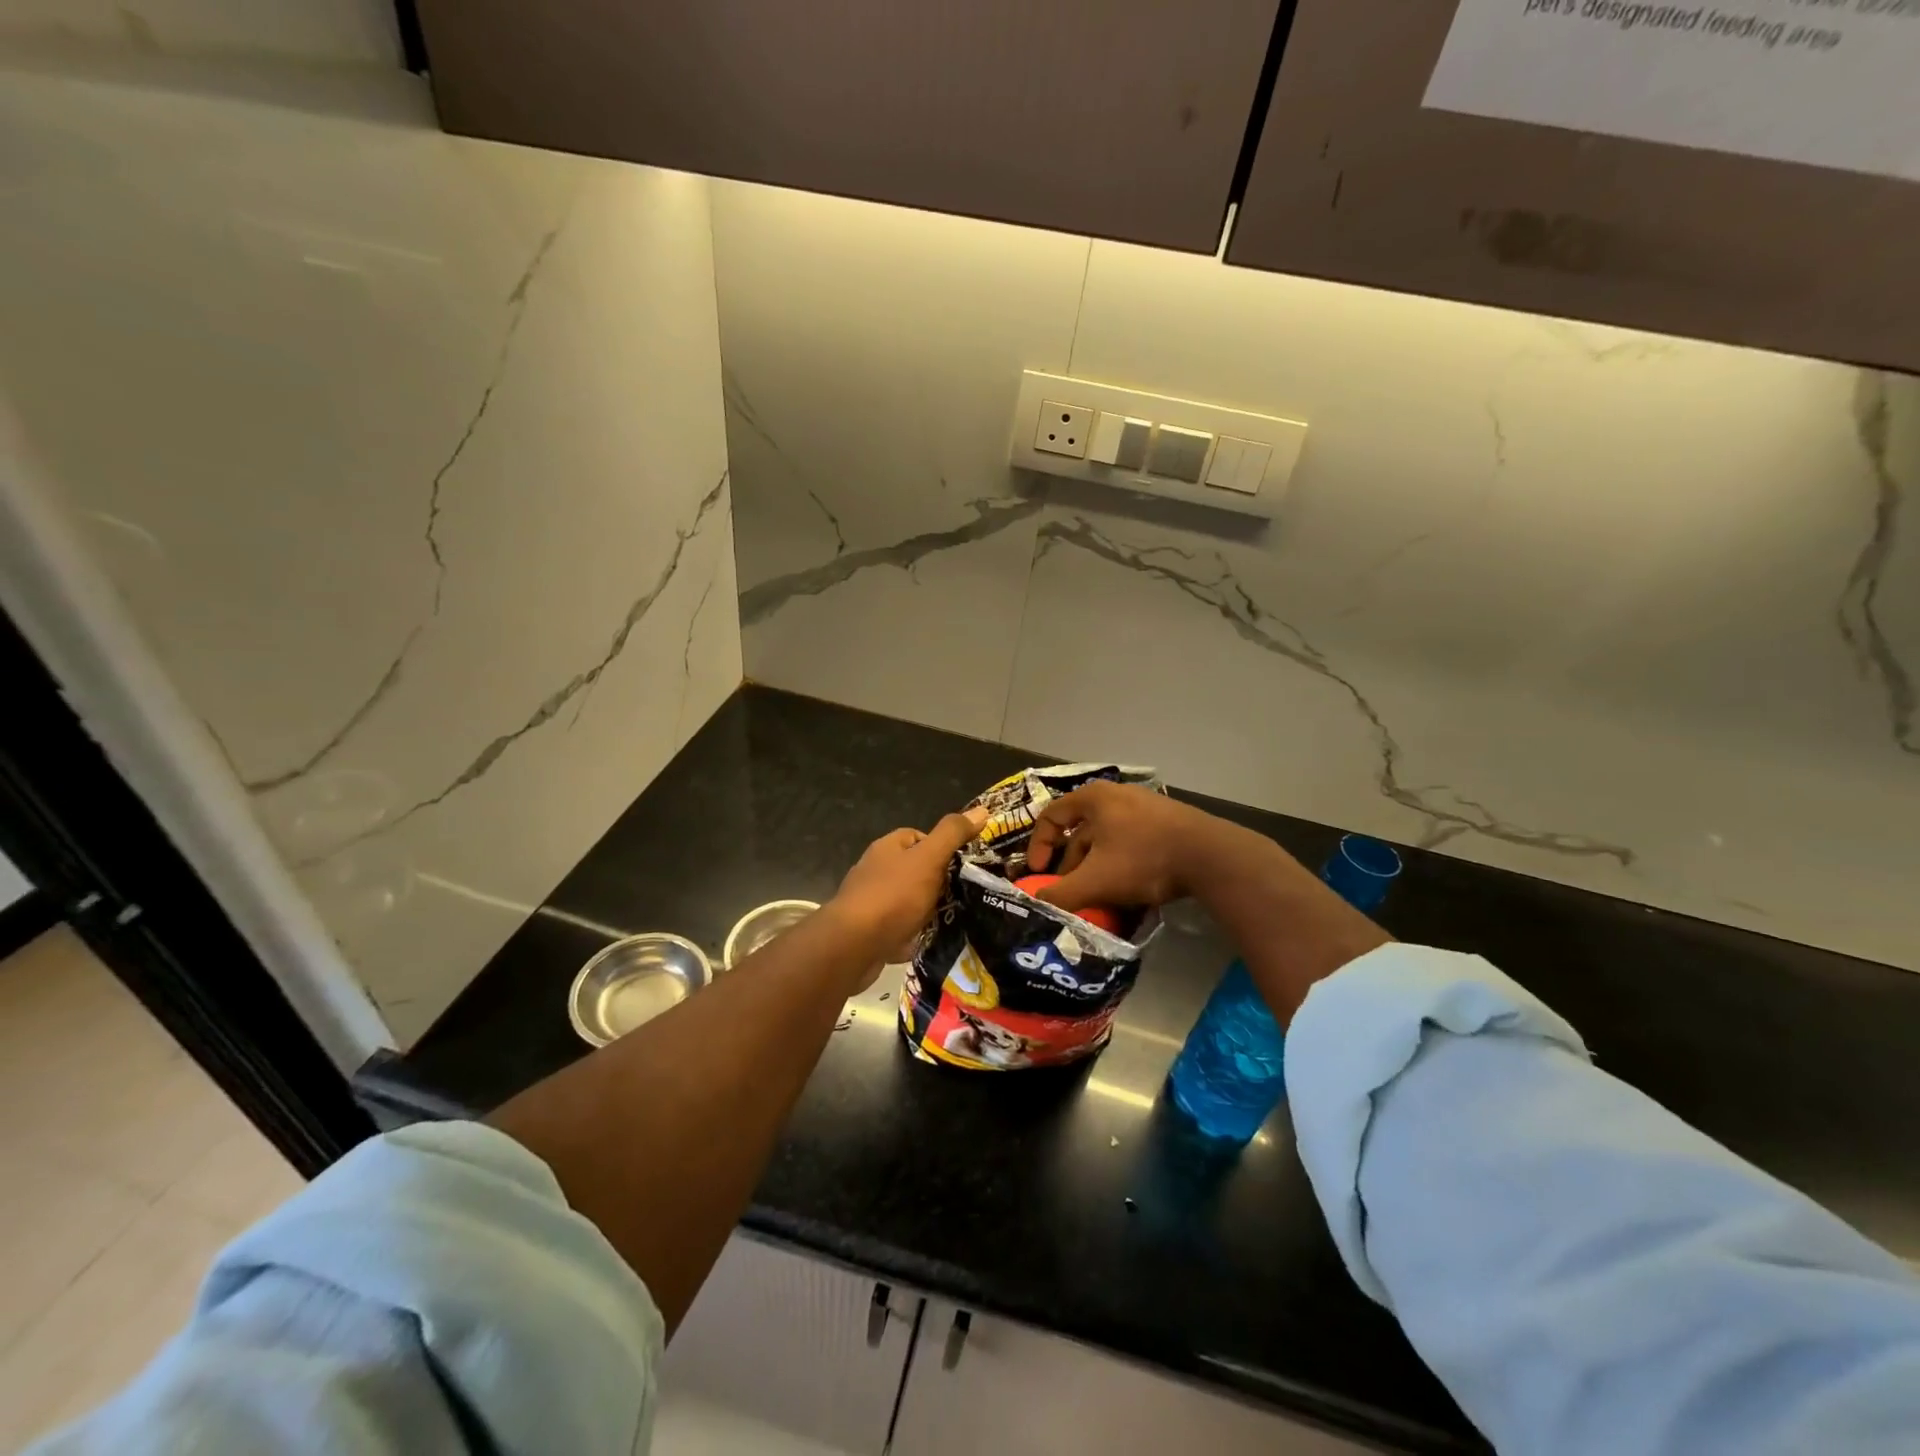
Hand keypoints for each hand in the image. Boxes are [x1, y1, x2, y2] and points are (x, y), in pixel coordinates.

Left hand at [826, 807, 987, 987]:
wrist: (854, 946)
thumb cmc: (893, 896)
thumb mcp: (929, 858)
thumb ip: (952, 834)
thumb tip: (982, 810)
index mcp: (887, 848)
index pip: (918, 836)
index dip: (942, 847)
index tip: (963, 865)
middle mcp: (875, 871)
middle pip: (915, 870)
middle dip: (938, 882)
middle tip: (964, 894)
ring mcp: (871, 903)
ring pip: (909, 901)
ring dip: (928, 910)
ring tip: (954, 919)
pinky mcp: (870, 932)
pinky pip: (900, 928)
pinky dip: (915, 934)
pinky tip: (931, 941)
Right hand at [1025, 781, 1293, 912]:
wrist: (1211, 857)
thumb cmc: (1144, 859)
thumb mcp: (1095, 881)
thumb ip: (1060, 894)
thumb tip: (1036, 903)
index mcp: (1093, 799)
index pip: (1050, 817)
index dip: (1038, 847)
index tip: (1038, 874)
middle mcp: (1116, 796)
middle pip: (1079, 832)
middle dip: (1070, 867)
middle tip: (1069, 895)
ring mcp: (1144, 808)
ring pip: (1106, 842)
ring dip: (1096, 871)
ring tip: (1098, 899)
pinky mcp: (1166, 824)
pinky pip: (1130, 845)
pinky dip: (1120, 867)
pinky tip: (1128, 894)